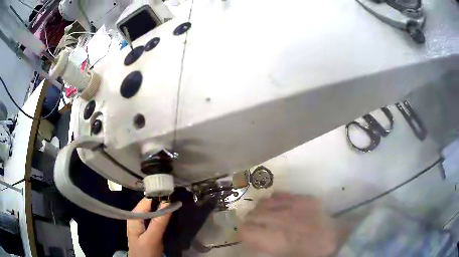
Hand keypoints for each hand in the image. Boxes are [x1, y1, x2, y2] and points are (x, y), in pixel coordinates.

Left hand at [127, 198, 171, 256]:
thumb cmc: (145, 252)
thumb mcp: (152, 238)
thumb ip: (158, 222)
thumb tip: (167, 202)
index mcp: (134, 216)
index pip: (147, 200)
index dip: (159, 196)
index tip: (173, 193)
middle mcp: (137, 217)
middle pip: (150, 205)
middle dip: (162, 202)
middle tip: (177, 200)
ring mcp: (142, 223)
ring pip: (154, 211)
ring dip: (164, 209)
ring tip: (176, 205)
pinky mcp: (148, 229)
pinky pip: (156, 218)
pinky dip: (163, 216)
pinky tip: (171, 215)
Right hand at [241, 193, 344, 256]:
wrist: (334, 239)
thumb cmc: (307, 253)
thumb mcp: (282, 255)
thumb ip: (264, 248)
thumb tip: (252, 241)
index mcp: (272, 237)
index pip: (245, 229)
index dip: (245, 232)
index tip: (249, 236)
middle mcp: (278, 218)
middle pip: (253, 214)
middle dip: (252, 220)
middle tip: (258, 227)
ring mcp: (291, 205)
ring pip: (264, 202)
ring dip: (261, 209)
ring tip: (267, 216)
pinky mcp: (303, 198)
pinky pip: (280, 194)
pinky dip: (274, 200)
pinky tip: (278, 206)